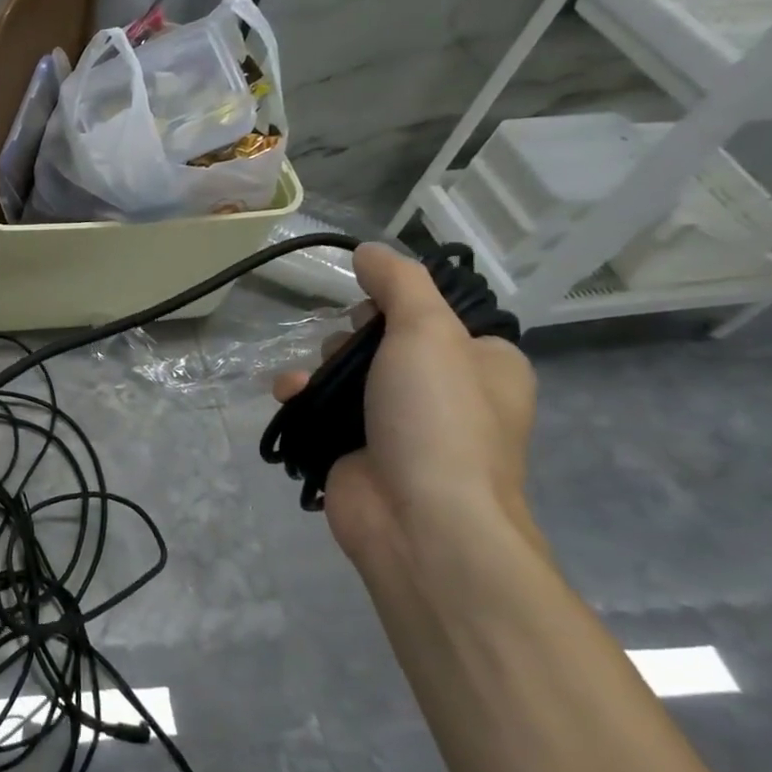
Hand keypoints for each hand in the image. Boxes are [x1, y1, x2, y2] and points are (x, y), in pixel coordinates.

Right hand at [273, 244, 536, 567]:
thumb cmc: (437, 419)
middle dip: (350, 339)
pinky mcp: (357, 451)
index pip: (436, 316)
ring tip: (307, 378)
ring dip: (318, 368)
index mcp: (483, 365)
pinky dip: (302, 399)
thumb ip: (400, 284)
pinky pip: (323, 410)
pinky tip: (288, 395)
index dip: (397, 304)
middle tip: (346, 348)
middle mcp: (446, 394)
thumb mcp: (428, 333)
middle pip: (383, 342)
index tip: (370, 305)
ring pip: (346, 376)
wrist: (420, 522)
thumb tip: (370, 250)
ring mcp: (399, 426)